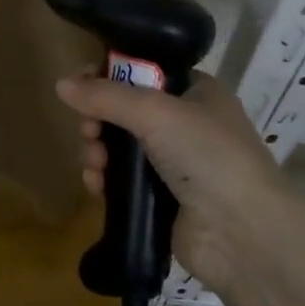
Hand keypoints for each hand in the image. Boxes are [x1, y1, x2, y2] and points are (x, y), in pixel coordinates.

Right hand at [55, 71, 284, 291]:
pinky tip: (96, 186)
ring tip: (94, 164)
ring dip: (97, 150)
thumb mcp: (155, 112)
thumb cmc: (207, 155)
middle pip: (124, 109)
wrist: (244, 234)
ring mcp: (174, 163)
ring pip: (118, 145)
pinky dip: (104, 179)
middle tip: (88, 131)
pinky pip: (120, 180)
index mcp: (196, 91)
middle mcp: (186, 123)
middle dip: (98, 119)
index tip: (80, 84)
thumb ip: (106, 96)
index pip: (143, 70)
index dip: (109, 75)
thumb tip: (60, 84)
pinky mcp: (161, 199)